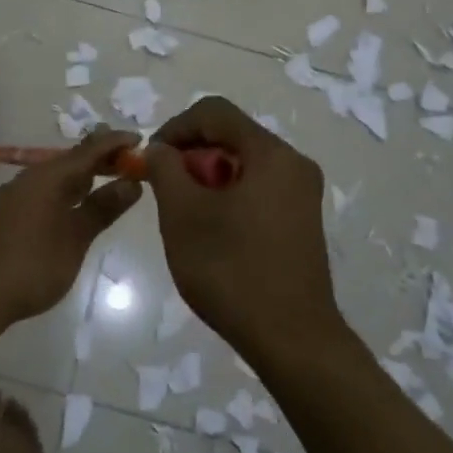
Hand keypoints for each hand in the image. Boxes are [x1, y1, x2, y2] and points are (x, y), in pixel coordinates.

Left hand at [0, 130, 143, 325]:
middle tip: (130, 159)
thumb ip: (103, 207)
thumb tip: (132, 183)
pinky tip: (78, 201)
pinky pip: (45, 188)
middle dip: (100, 157)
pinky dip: (67, 189)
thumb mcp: (76, 238)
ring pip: (57, 174)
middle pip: (71, 159)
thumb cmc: (35, 265)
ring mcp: (17, 193)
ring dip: (83, 174)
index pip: (88, 150)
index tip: (139, 139)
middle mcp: (30, 177)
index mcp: (48, 177)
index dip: (114, 143)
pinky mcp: (10, 210)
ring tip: (110, 176)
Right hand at [143, 97, 339, 358]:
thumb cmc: (231, 270)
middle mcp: (293, 164)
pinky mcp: (300, 220)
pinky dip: (227, 195)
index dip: (175, 127)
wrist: (291, 340)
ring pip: (242, 163)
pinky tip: (210, 230)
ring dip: (206, 177)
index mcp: (271, 154)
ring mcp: (301, 193)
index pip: (214, 112)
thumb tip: (159, 150)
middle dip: (190, 155)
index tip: (151, 160)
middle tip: (164, 189)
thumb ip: (165, 169)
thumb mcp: (183, 215)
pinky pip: (257, 187)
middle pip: (231, 136)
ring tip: (183, 213)